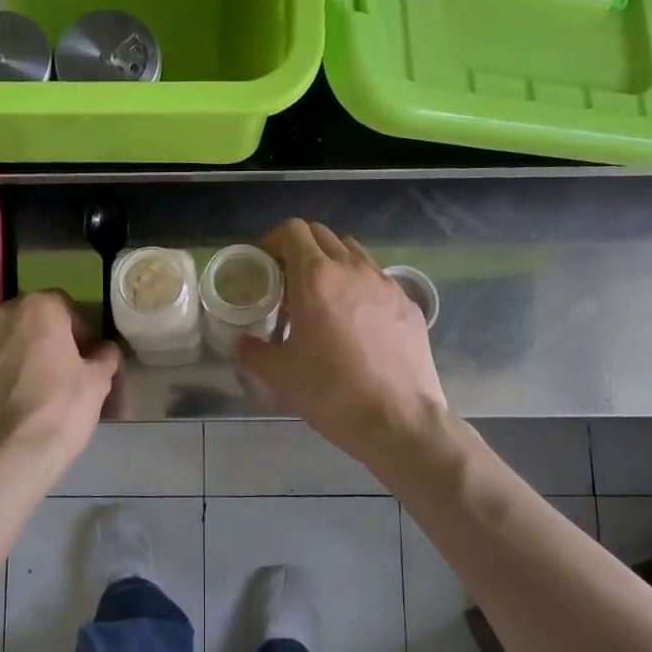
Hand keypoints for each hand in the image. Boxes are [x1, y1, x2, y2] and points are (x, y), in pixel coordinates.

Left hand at [0, 292, 118, 463]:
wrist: (10, 455)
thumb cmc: (61, 409)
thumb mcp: (98, 382)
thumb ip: (104, 356)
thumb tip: (105, 350)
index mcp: (37, 309)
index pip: (62, 305)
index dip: (76, 329)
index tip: (83, 355)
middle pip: (25, 319)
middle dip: (39, 338)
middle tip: (54, 370)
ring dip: (10, 355)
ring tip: (24, 389)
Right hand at [237, 220, 446, 461]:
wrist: (398, 420)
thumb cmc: (331, 392)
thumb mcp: (278, 375)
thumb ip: (252, 351)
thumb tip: (242, 344)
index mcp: (316, 278)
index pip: (292, 231)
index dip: (273, 241)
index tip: (264, 264)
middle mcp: (353, 269)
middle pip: (323, 235)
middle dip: (300, 249)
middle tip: (288, 281)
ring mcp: (386, 284)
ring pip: (354, 253)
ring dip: (332, 264)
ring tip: (323, 298)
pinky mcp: (409, 304)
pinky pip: (378, 280)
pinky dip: (359, 287)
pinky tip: (356, 322)